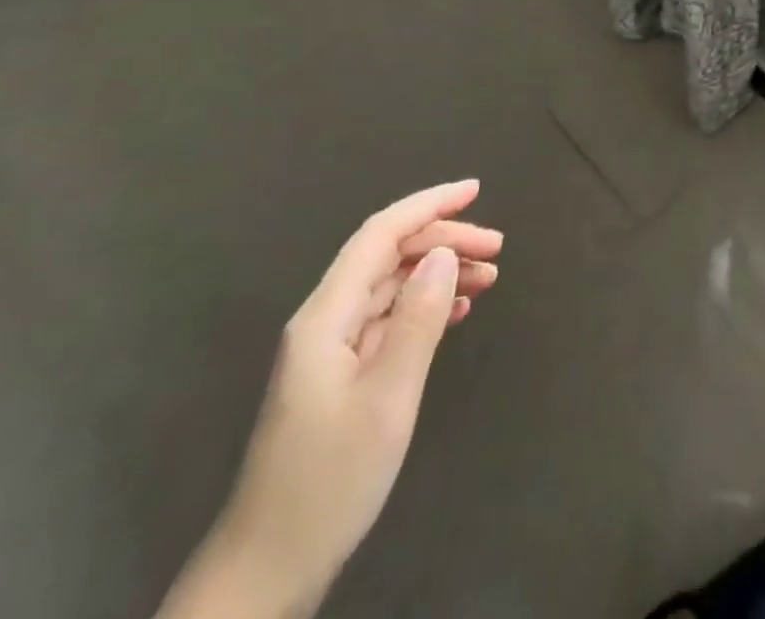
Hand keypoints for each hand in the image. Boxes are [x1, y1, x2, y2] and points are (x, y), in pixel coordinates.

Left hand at [158, 181, 502, 618]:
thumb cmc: (329, 481)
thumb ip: (418, 319)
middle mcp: (324, 322)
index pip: (380, 235)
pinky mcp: (340, 377)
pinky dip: (426, 306)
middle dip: (444, 240)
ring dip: (440, 274)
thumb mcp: (387, 398)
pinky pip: (389, 319)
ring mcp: (330, 351)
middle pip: (388, 256)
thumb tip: (444, 253)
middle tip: (498, 249)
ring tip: (490, 277)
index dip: (428, 204)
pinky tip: (457, 312)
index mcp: (325, 317)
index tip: (476, 190)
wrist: (267, 573)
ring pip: (391, 287)